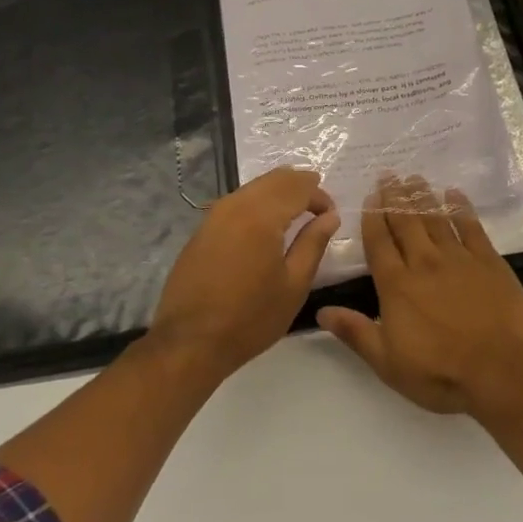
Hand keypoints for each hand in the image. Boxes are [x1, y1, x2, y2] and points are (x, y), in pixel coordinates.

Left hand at [150, 168, 339, 380]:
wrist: (190, 342)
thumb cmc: (250, 318)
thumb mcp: (294, 284)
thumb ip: (313, 243)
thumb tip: (330, 216)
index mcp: (261, 216)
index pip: (298, 187)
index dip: (320, 196)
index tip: (331, 216)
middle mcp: (235, 205)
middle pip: (273, 179)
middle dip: (300, 187)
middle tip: (318, 207)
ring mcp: (213, 215)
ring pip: (253, 188)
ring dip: (278, 194)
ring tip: (296, 216)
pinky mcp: (201, 230)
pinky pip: (236, 203)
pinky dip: (258, 205)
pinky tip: (265, 228)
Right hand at [317, 175, 522, 417]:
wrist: (503, 373)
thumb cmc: (440, 373)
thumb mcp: (388, 363)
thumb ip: (355, 332)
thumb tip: (320, 311)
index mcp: (396, 285)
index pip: (378, 243)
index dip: (373, 218)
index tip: (370, 197)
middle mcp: (424, 263)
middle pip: (405, 222)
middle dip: (395, 197)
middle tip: (389, 175)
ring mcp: (458, 259)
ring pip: (435, 218)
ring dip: (423, 196)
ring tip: (415, 178)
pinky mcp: (489, 261)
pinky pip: (471, 226)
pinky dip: (461, 208)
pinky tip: (454, 194)